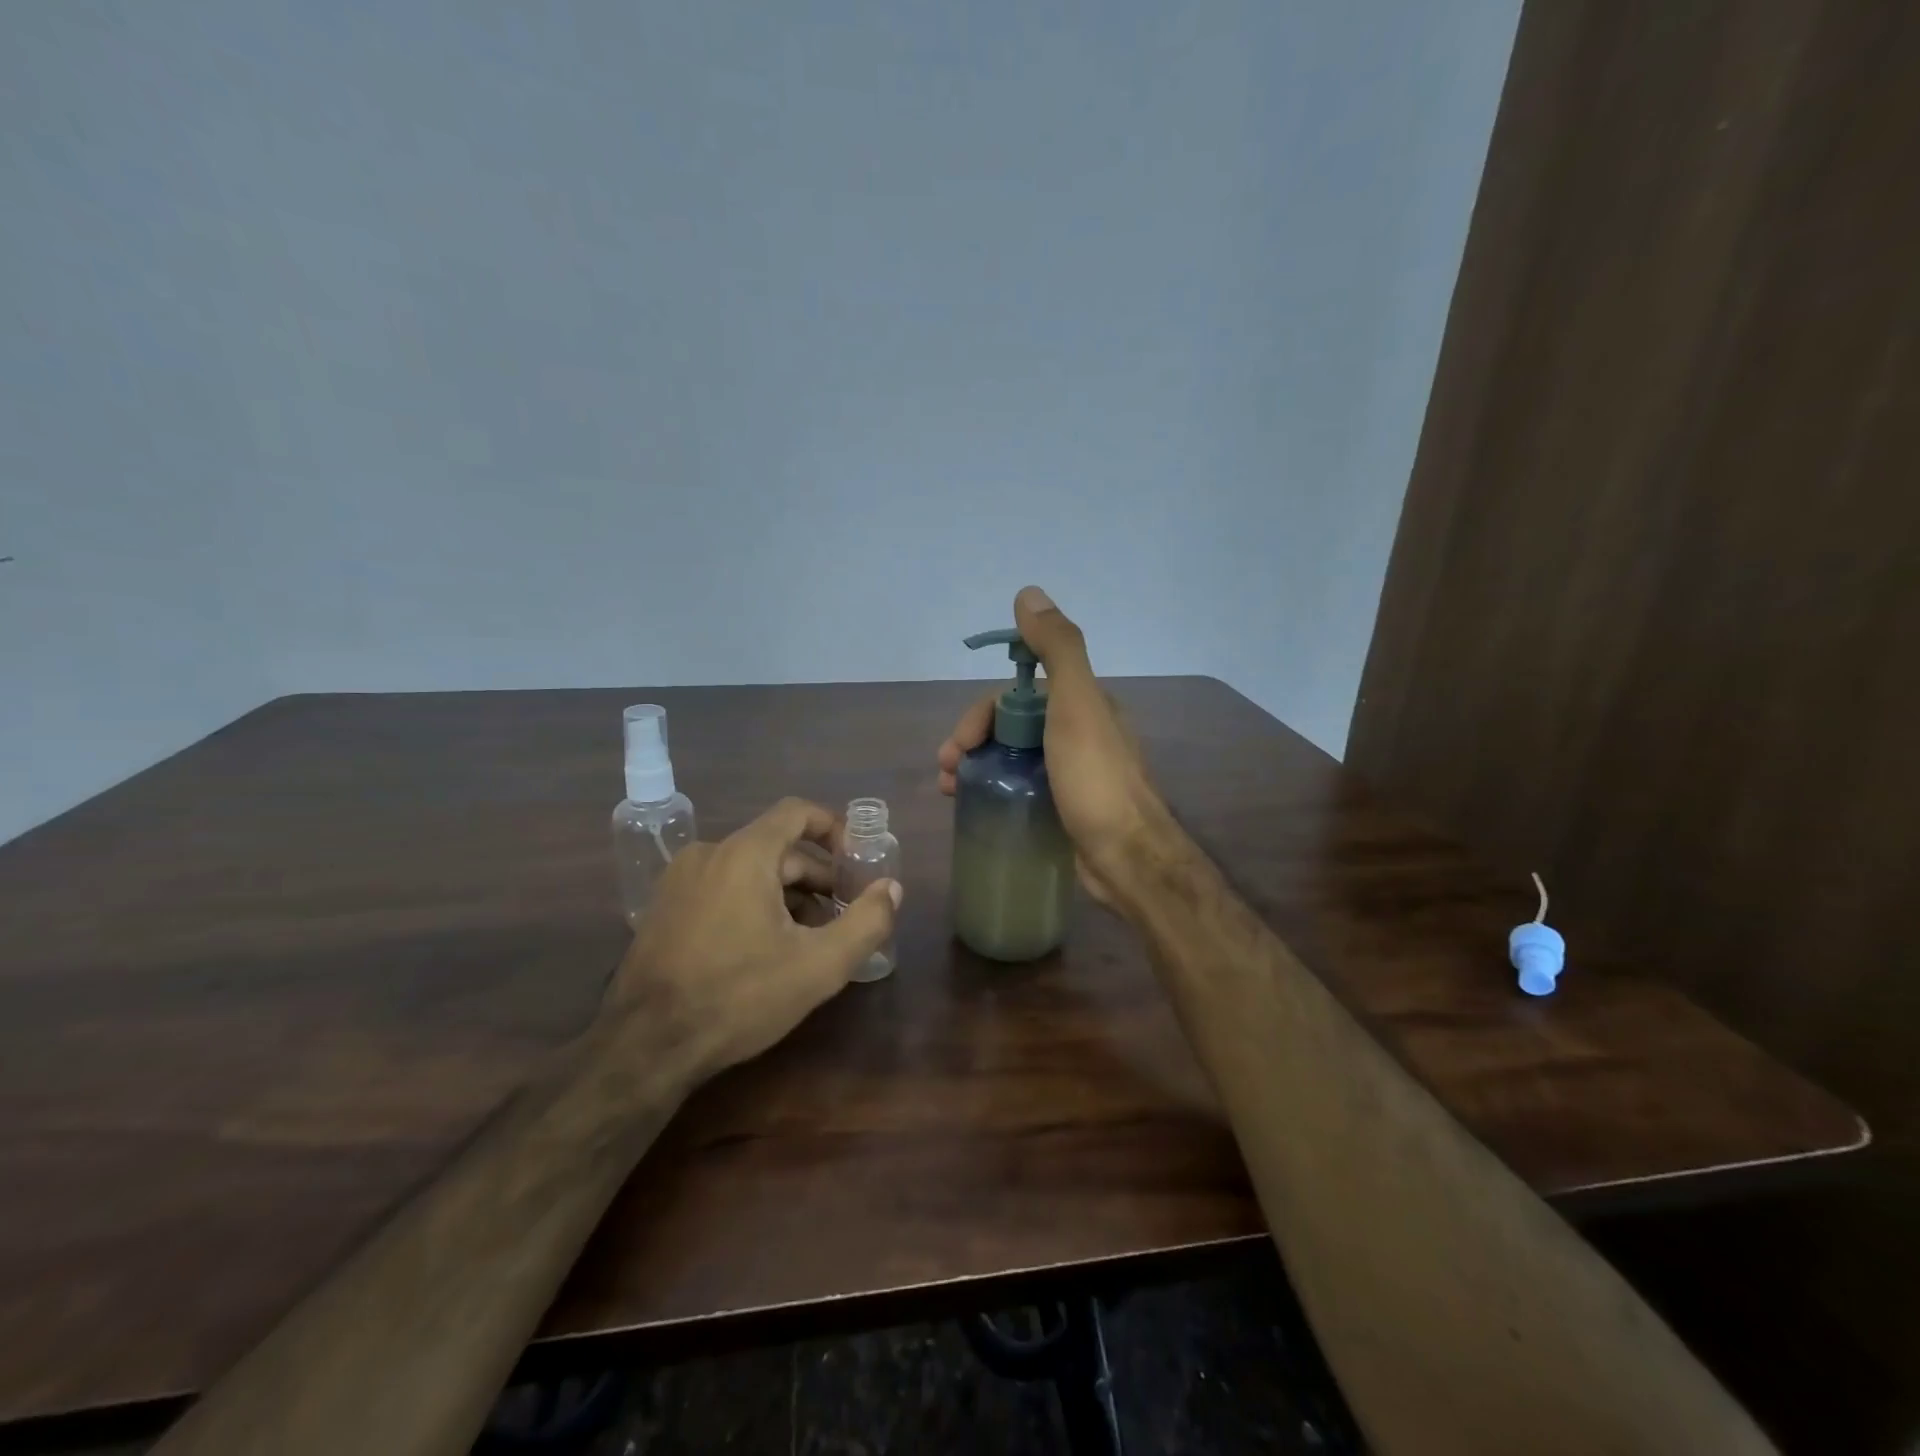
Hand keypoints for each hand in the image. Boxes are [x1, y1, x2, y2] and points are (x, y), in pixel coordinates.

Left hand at [605, 798, 901, 1077]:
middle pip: (777, 848)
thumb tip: (892, 889)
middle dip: (817, 878)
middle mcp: (708, 854)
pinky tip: (765, 950)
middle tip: (843, 916)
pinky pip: (722, 889)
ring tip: (809, 940)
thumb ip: (866, 922)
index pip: (797, 812)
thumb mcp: (818, 966)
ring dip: (786, 896)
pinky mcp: (663, 909)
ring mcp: (680, 881)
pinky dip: (753, 905)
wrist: (644, 1048)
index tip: (857, 861)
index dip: (834, 828)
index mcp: (744, 855)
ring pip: (749, 871)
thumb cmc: (738, 997)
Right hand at [938, 586, 1167, 905]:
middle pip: (1013, 725)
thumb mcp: (1077, 705)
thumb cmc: (1096, 780)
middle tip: (947, 770)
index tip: (960, 742)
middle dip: (973, 739)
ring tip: (950, 791)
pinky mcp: (1066, 807)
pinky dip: (995, 788)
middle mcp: (1079, 733)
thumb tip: (1029, 593)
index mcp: (1084, 704)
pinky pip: (1022, 786)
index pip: (1019, 695)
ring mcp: (1073, 773)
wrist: (1128, 860)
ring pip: (1014, 756)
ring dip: (977, 764)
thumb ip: (1058, 649)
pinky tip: (976, 806)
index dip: (983, 712)